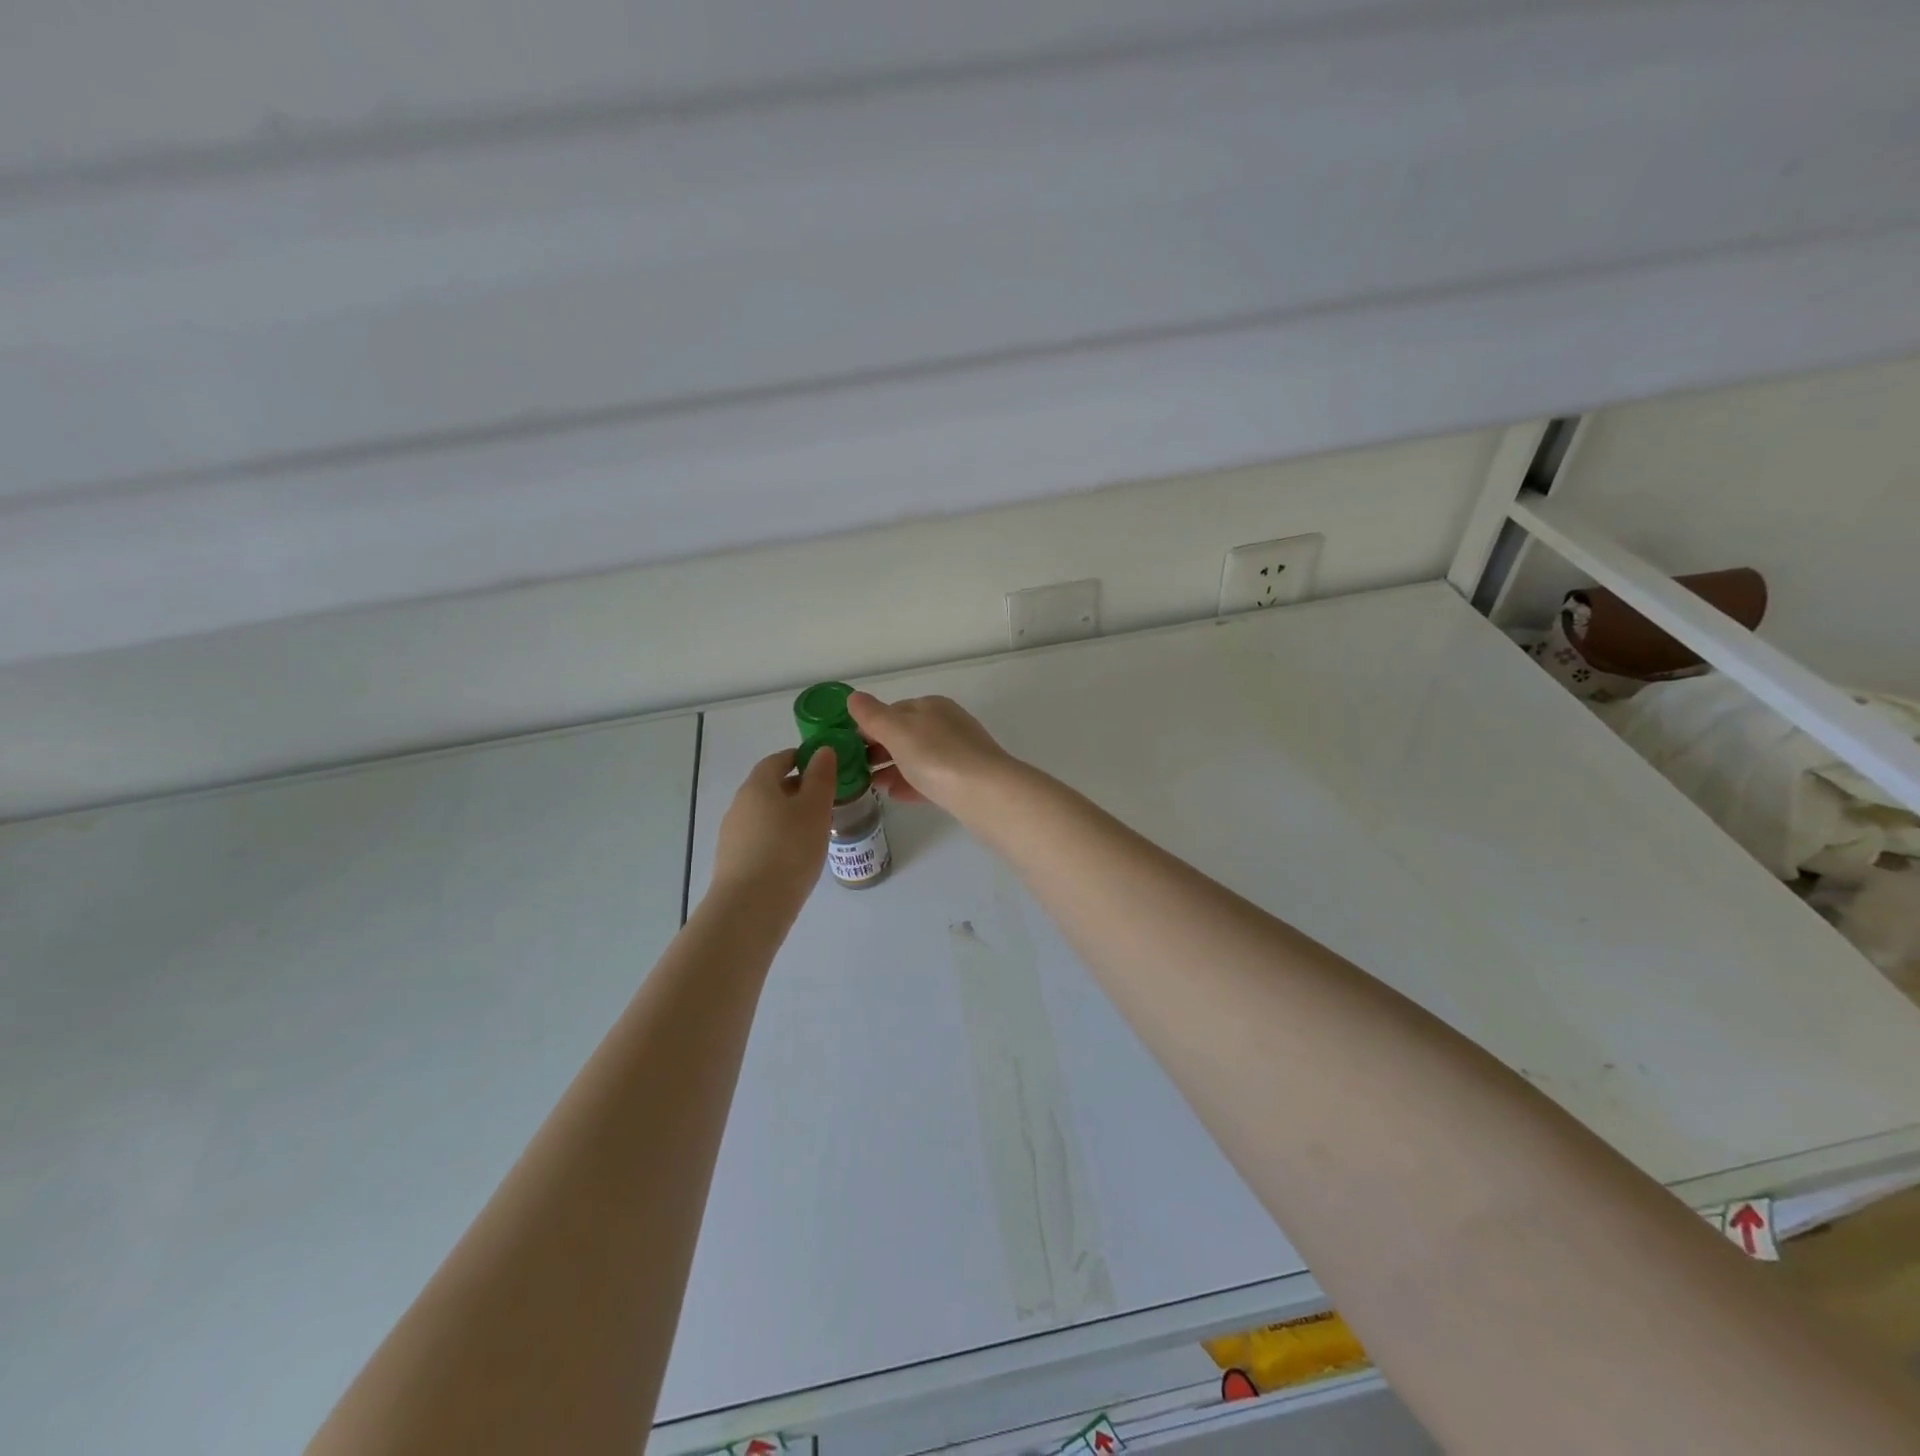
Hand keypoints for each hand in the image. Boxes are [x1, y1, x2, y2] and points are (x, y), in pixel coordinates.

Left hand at [709, 747, 837, 911]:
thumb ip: (821, 777)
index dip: (799, 758)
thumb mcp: (815, 809)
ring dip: (788, 815)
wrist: (751, 907)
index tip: (822, 765)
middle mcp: (740, 805)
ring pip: (765, 815)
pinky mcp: (733, 861)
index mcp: (758, 786)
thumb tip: (822, 751)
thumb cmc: (788, 850)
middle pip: (769, 787)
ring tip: (815, 830)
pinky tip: (796, 855)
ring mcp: (733, 835)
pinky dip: (779, 838)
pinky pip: (761, 839)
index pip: (777, 760)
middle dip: (796, 788)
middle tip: (825, 799)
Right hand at [846, 692, 1020, 814]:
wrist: (986, 794)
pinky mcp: (966, 780)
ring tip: (872, 786)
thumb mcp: (898, 731)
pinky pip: (932, 778)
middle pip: (905, 734)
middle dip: (880, 750)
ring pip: (918, 757)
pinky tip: (897, 796)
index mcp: (931, 706)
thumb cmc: (937, 757)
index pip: (893, 710)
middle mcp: (947, 724)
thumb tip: (854, 697)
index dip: (869, 727)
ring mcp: (959, 752)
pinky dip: (912, 784)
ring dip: (894, 768)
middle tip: (857, 769)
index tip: (848, 747)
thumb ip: (873, 715)